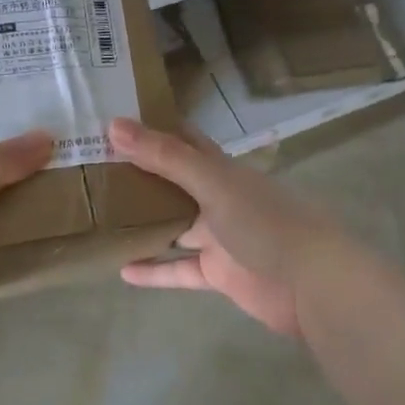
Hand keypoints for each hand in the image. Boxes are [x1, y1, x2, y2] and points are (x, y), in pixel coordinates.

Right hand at [110, 117, 357, 340]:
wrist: (312, 285)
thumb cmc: (265, 223)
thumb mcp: (213, 183)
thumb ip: (165, 157)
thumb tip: (113, 126)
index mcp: (221, 170)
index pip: (182, 141)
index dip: (152, 129)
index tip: (111, 120)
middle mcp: (217, 199)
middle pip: (172, 184)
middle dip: (138, 177)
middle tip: (92, 170)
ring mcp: (218, 238)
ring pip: (172, 227)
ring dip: (142, 224)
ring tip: (99, 218)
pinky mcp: (217, 274)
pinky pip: (178, 270)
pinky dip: (153, 271)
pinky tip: (121, 271)